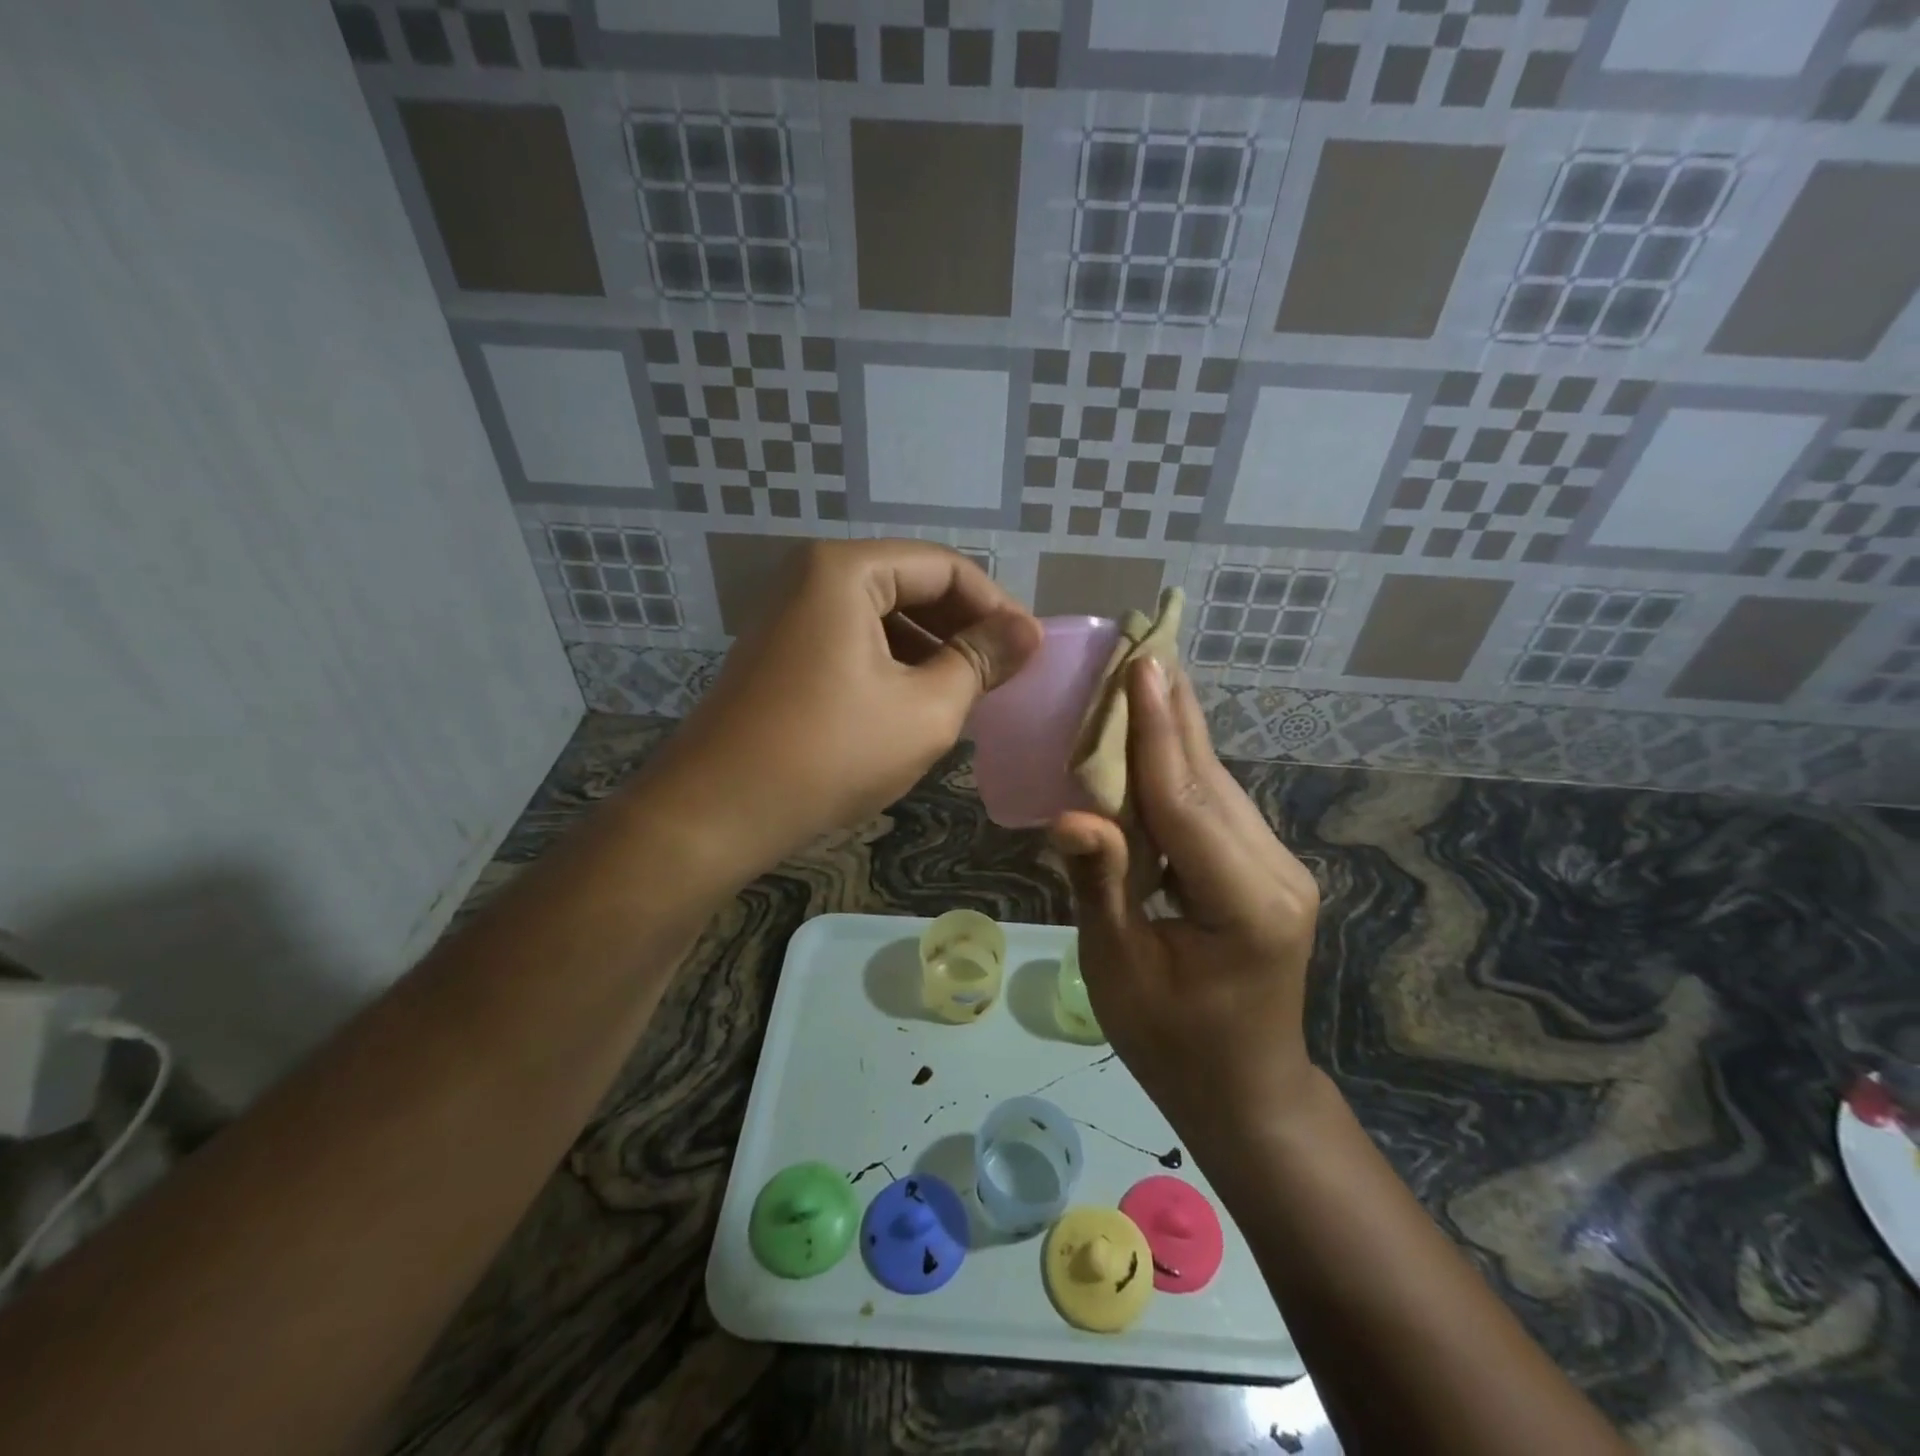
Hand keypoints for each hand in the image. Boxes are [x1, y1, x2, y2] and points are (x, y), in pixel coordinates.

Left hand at [657, 539, 1040, 864]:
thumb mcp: (925, 709)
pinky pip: (853, 643)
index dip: (996, 606)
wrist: (715, 813)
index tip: (1029, 651)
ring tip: (968, 693)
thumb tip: (1027, 633)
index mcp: (847, 571)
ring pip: (882, 618)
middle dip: (962, 628)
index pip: (945, 567)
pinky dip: (893, 666)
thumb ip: (980, 662)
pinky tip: (916, 705)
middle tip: (1003, 674)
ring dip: (930, 650)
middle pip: (911, 585)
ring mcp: (789, 616)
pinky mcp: (780, 654)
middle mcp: (812, 577)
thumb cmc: (830, 753)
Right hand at [1049, 659, 1320, 1143]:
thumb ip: (1100, 884)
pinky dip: (1181, 769)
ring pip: (1217, 785)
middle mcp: (1275, 870)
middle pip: (1209, 778)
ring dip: (1176, 732)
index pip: (1186, 799)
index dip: (1156, 731)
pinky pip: (1217, 807)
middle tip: (1143, 643)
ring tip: (1144, 675)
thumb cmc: (1172, 1044)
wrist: (1246, 1092)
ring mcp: (1278, 867)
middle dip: (1171, 711)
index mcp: (1243, 901)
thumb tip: (1068, 815)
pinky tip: (1157, 738)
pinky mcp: (1267, 870)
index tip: (1143, 664)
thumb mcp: (1120, 971)